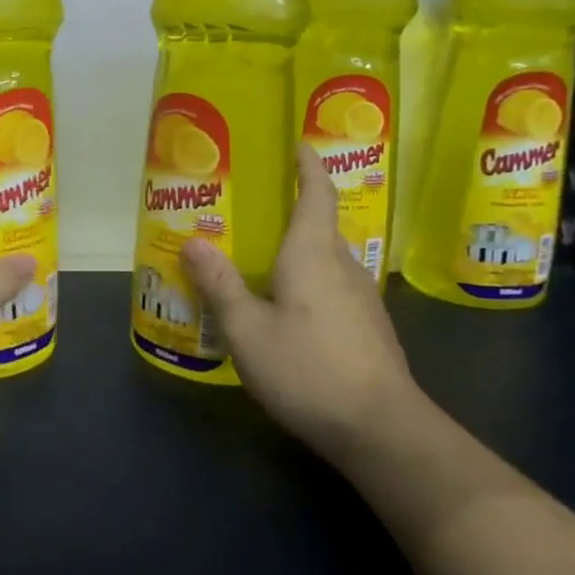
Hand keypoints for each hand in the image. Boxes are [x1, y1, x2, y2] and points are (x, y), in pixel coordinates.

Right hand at [181, 144, 421, 463]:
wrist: (382, 430)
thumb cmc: (308, 369)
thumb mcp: (247, 329)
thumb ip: (220, 284)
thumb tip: (193, 241)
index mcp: (312, 254)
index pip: (316, 195)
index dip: (308, 166)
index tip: (300, 143)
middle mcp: (343, 266)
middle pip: (319, 226)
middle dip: (293, 211)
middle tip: (253, 211)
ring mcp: (362, 299)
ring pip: (327, 260)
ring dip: (299, 251)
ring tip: (262, 260)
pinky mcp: (369, 328)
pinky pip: (333, 287)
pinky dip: (309, 281)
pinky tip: (289, 308)